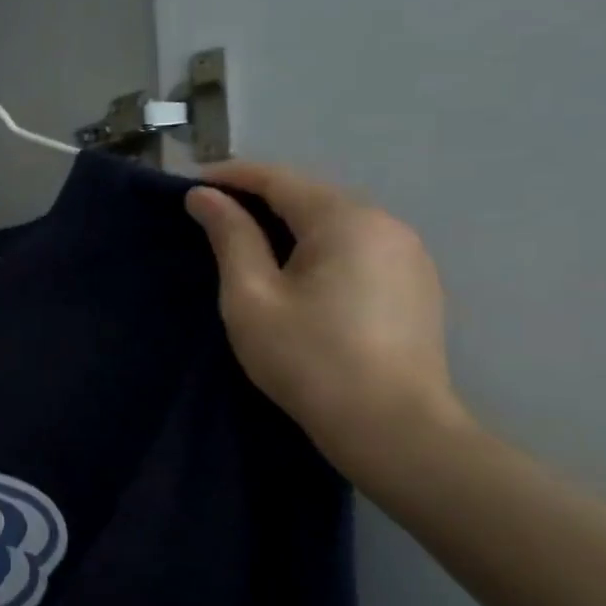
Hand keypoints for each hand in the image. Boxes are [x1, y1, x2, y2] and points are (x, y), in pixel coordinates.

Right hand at [185, 161, 465, 466]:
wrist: (392, 428)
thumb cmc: (309, 360)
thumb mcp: (252, 297)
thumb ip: (230, 238)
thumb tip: (204, 196)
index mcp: (344, 219)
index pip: (278, 179)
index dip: (230, 177)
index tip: (190, 186)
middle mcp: (385, 222)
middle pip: (310, 196)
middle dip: (259, 199)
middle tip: (213, 216)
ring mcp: (408, 253)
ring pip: (336, 221)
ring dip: (290, 223)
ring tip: (249, 243)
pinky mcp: (416, 283)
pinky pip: (358, 246)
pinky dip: (320, 246)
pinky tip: (299, 272)